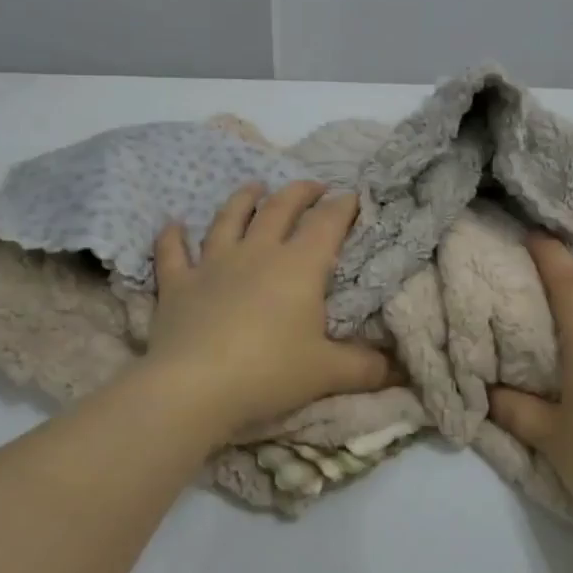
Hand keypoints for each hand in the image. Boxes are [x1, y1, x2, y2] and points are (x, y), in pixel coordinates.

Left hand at [145, 180, 394, 436]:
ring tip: (253, 186)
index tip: (352, 196)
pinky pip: (173, 253)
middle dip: (299, 192)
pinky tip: (173, 224)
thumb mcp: (328, 373)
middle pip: (279, 209)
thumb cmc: (269, 372)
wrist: (195, 387)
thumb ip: (366, 368)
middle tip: (312, 185)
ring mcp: (213, 264)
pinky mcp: (178, 284)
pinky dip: (172, 237)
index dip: (342, 206)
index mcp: (298, 266)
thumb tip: (399, 369)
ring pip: (229, 219)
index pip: (326, 223)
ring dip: (242, 199)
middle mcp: (257, 253)